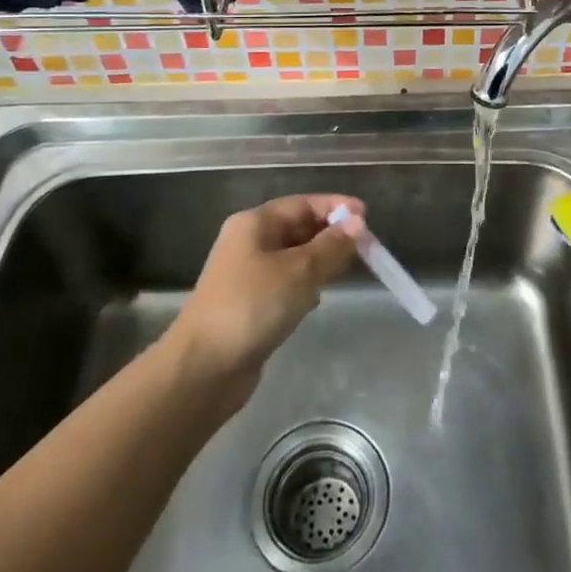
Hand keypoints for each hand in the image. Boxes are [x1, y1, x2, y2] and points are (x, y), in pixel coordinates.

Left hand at [166, 193, 363, 404]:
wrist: (203, 368)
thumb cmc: (252, 306)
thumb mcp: (299, 271)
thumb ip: (331, 246)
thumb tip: (357, 222)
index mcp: (254, 224)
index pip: (302, 204)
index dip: (335, 207)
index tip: (367, 216)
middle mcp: (249, 243)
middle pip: (297, 228)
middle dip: (330, 234)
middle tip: (365, 247)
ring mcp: (247, 275)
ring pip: (293, 257)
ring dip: (319, 260)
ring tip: (347, 270)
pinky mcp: (250, 304)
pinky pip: (286, 283)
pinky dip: (305, 285)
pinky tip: (318, 299)